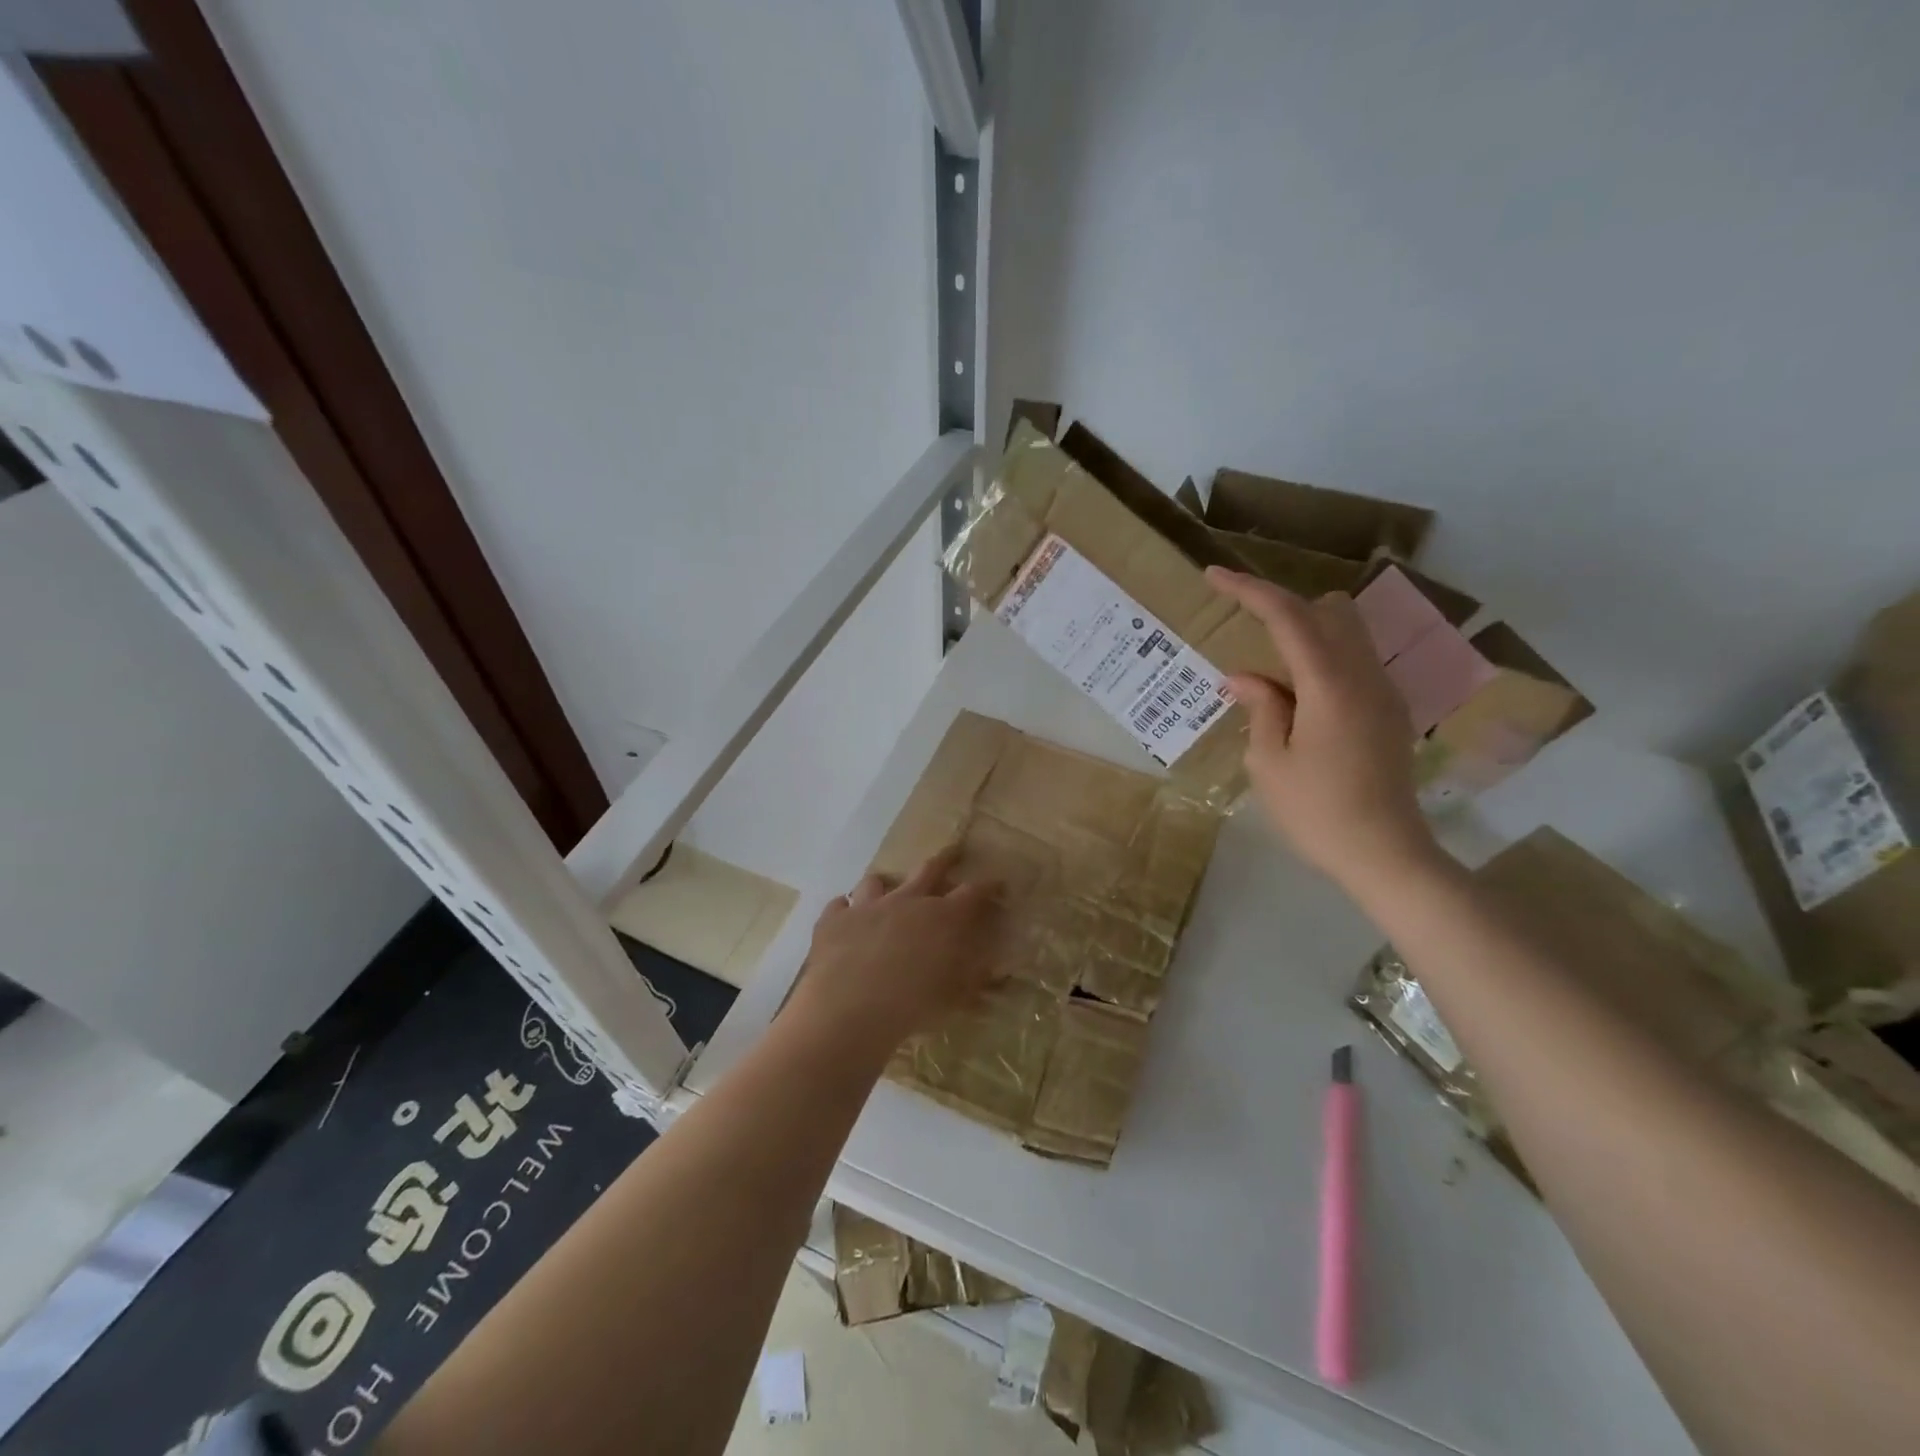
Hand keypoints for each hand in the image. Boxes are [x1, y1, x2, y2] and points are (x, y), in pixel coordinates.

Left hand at [787, 847, 1004, 1055]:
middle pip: (929, 869)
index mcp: (943, 917)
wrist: (850, 1007)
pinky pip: (839, 905)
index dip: (987, 886)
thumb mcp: (955, 997)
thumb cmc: (913, 1004)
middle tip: (953, 851)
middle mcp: (907, 901)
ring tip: (883, 890)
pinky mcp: (834, 920)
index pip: (973, 893)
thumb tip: (997, 969)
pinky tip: (843, 919)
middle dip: (945, 859)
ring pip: (876, 882)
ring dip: (883, 885)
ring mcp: (867, 906)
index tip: (997, 882)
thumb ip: (975, 978)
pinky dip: (844, 910)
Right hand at [1206, 567, 1437, 888]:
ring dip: (1307, 633)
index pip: (1289, 616)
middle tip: (1248, 636)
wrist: (1386, 855)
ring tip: (1272, 673)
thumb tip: (1245, 676)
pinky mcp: (1391, 710)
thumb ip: (1260, 708)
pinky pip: (1355, 660)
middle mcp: (1365, 676)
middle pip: (1330, 609)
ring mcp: (1384, 692)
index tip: (1214, 576)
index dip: (1249, 590)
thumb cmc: (1317, 813)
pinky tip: (1299, 701)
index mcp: (1330, 686)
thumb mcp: (1270, 763)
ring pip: (1348, 631)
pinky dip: (1323, 659)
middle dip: (1285, 609)